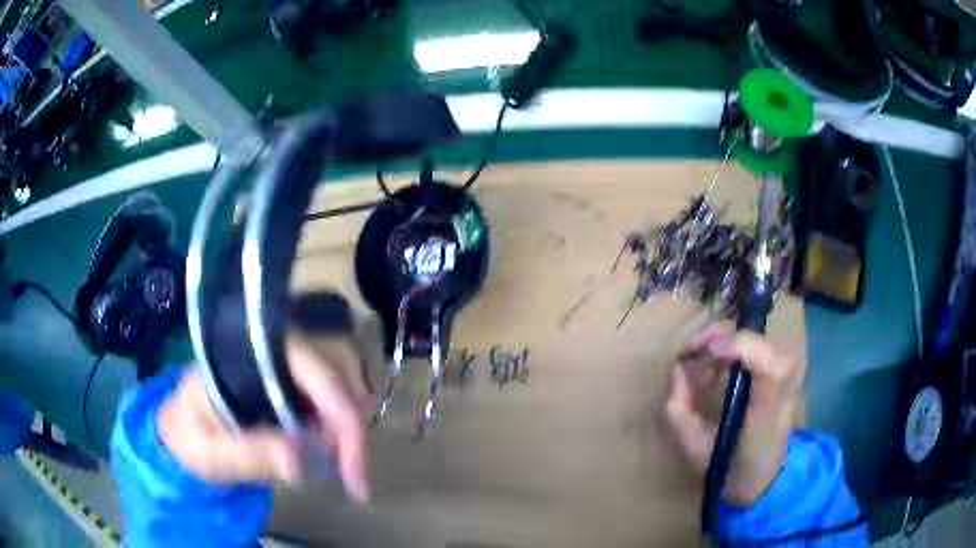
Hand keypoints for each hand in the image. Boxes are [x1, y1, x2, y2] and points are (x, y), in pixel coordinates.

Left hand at [157, 336, 370, 502]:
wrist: (179, 428)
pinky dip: (338, 431)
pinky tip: (328, 456)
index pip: (315, 375)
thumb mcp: (210, 452)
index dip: (345, 423)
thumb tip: (300, 461)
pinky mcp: (289, 383)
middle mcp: (274, 350)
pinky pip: (329, 401)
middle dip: (350, 432)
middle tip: (349, 479)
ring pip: (340, 389)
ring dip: (347, 432)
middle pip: (337, 379)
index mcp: (251, 355)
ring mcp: (284, 365)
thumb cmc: (188, 436)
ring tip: (339, 470)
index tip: (355, 479)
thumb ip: (248, 454)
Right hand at [665, 322, 804, 505]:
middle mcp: (785, 380)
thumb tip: (679, 368)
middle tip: (693, 352)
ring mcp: (789, 374)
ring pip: (755, 340)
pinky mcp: (787, 374)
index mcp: (767, 402)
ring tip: (704, 363)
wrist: (761, 479)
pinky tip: (721, 368)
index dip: (730, 344)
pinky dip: (737, 352)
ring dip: (726, 345)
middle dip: (719, 338)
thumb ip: (680, 409)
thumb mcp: (694, 446)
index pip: (761, 356)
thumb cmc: (727, 466)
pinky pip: (760, 349)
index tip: (696, 353)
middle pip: (754, 338)